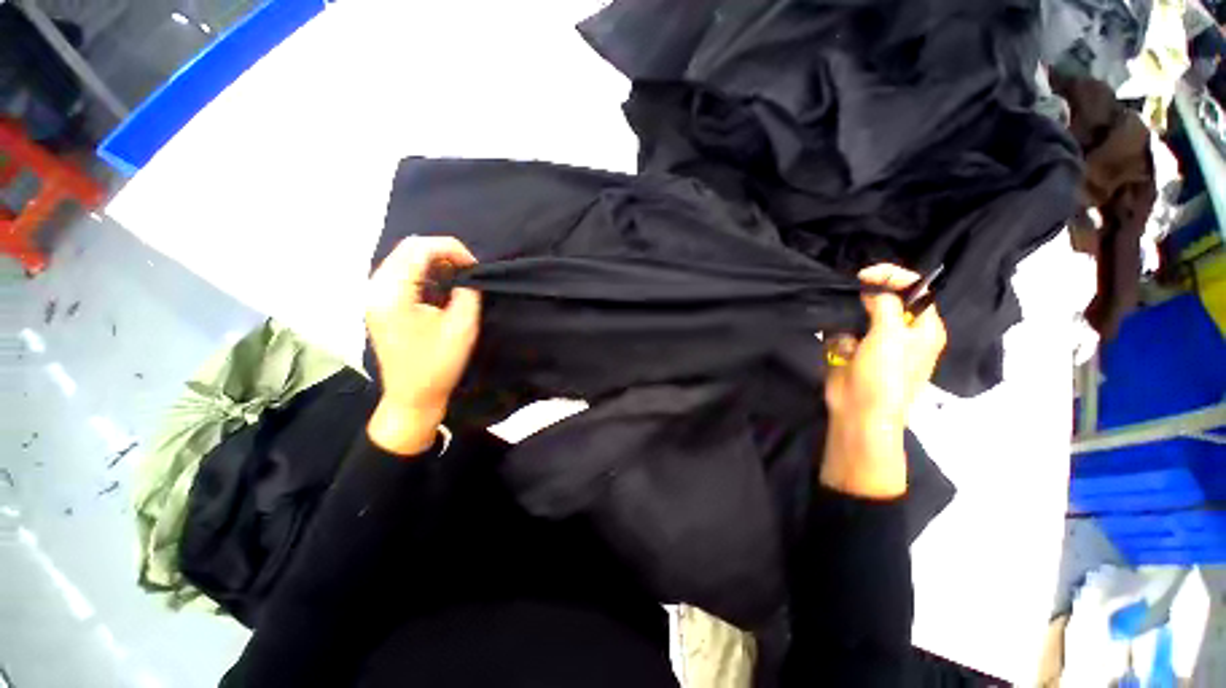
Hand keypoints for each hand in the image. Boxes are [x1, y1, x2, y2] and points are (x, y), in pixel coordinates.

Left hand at [365, 236, 480, 455]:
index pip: (420, 248)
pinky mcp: (379, 303)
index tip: (474, 267)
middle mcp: (376, 287)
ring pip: (404, 258)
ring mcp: (374, 294)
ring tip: (458, 278)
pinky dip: (424, 272)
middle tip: (468, 271)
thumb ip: (468, 293)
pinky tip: (441, 287)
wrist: (412, 396)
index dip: (452, 249)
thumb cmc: (438, 364)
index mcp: (393, 292)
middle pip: (409, 248)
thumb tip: (468, 275)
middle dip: (443, 252)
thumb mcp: (462, 327)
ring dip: (434, 261)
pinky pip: (401, 273)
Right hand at [820, 264, 946, 497]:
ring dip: (851, 318)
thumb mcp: (890, 335)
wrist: (860, 410)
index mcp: (924, 327)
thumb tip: (873, 290)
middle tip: (852, 296)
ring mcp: (878, 341)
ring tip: (849, 333)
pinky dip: (841, 334)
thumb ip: (885, 304)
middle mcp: (903, 331)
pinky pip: (847, 330)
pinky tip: (840, 347)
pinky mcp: (856, 349)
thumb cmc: (884, 375)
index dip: (892, 276)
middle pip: (888, 299)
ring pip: (862, 314)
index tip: (865, 276)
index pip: (916, 288)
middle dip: (868, 296)